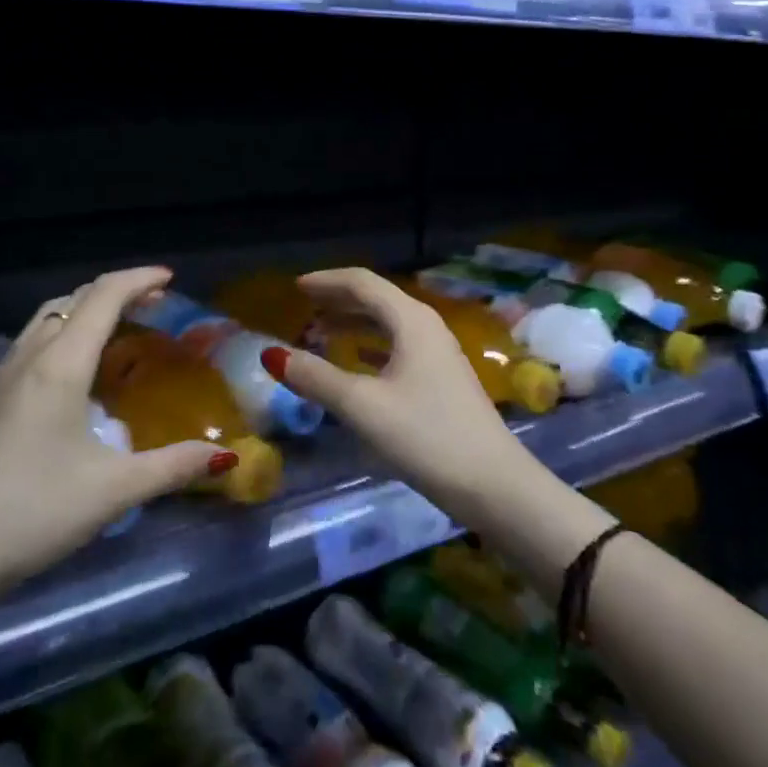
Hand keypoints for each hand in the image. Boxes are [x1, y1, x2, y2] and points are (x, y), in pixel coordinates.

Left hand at [0, 267, 226, 591]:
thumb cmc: (32, 512)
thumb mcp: (112, 491)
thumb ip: (172, 467)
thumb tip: (225, 455)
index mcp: (60, 365)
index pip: (103, 297)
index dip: (138, 279)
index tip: (170, 279)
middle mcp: (28, 357)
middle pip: (73, 300)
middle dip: (115, 291)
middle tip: (152, 304)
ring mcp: (0, 378)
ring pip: (46, 319)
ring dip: (84, 310)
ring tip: (116, 329)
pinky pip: (30, 343)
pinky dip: (62, 334)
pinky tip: (72, 374)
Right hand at [262, 268, 545, 527]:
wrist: (495, 486)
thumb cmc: (426, 436)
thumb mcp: (362, 406)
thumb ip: (316, 378)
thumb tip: (272, 355)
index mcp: (411, 321)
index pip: (363, 282)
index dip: (327, 281)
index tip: (295, 287)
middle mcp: (427, 327)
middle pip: (377, 299)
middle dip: (339, 299)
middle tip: (304, 305)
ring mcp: (439, 354)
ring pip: (389, 324)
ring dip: (355, 323)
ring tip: (322, 331)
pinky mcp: (443, 380)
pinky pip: (398, 347)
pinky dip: (371, 346)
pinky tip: (358, 362)